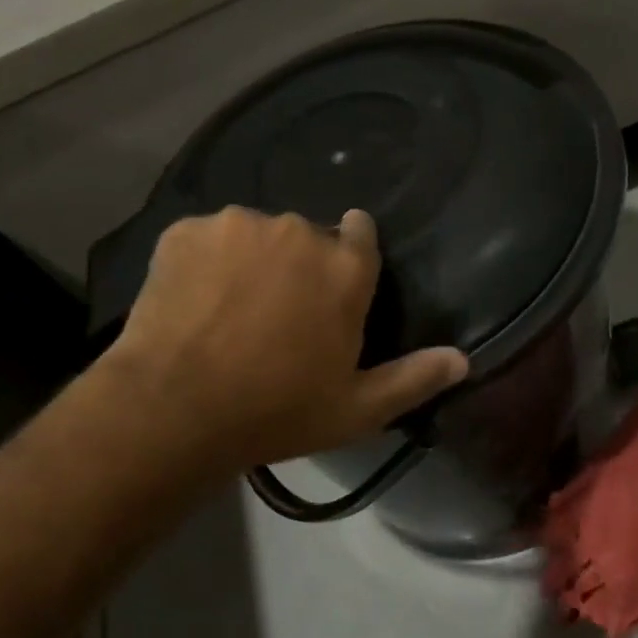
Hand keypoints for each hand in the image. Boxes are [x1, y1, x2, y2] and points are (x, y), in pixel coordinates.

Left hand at [100, 207, 468, 474]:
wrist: (174, 409)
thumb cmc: (277, 412)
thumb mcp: (357, 409)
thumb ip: (414, 379)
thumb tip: (463, 359)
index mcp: (344, 268)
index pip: (361, 232)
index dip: (350, 253)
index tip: (333, 282)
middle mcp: (297, 231)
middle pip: (305, 237)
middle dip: (298, 266)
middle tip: (277, 316)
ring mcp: (236, 226)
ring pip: (254, 235)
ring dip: (250, 261)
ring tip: (229, 311)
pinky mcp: (184, 231)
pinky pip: (205, 240)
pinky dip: (204, 263)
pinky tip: (193, 303)